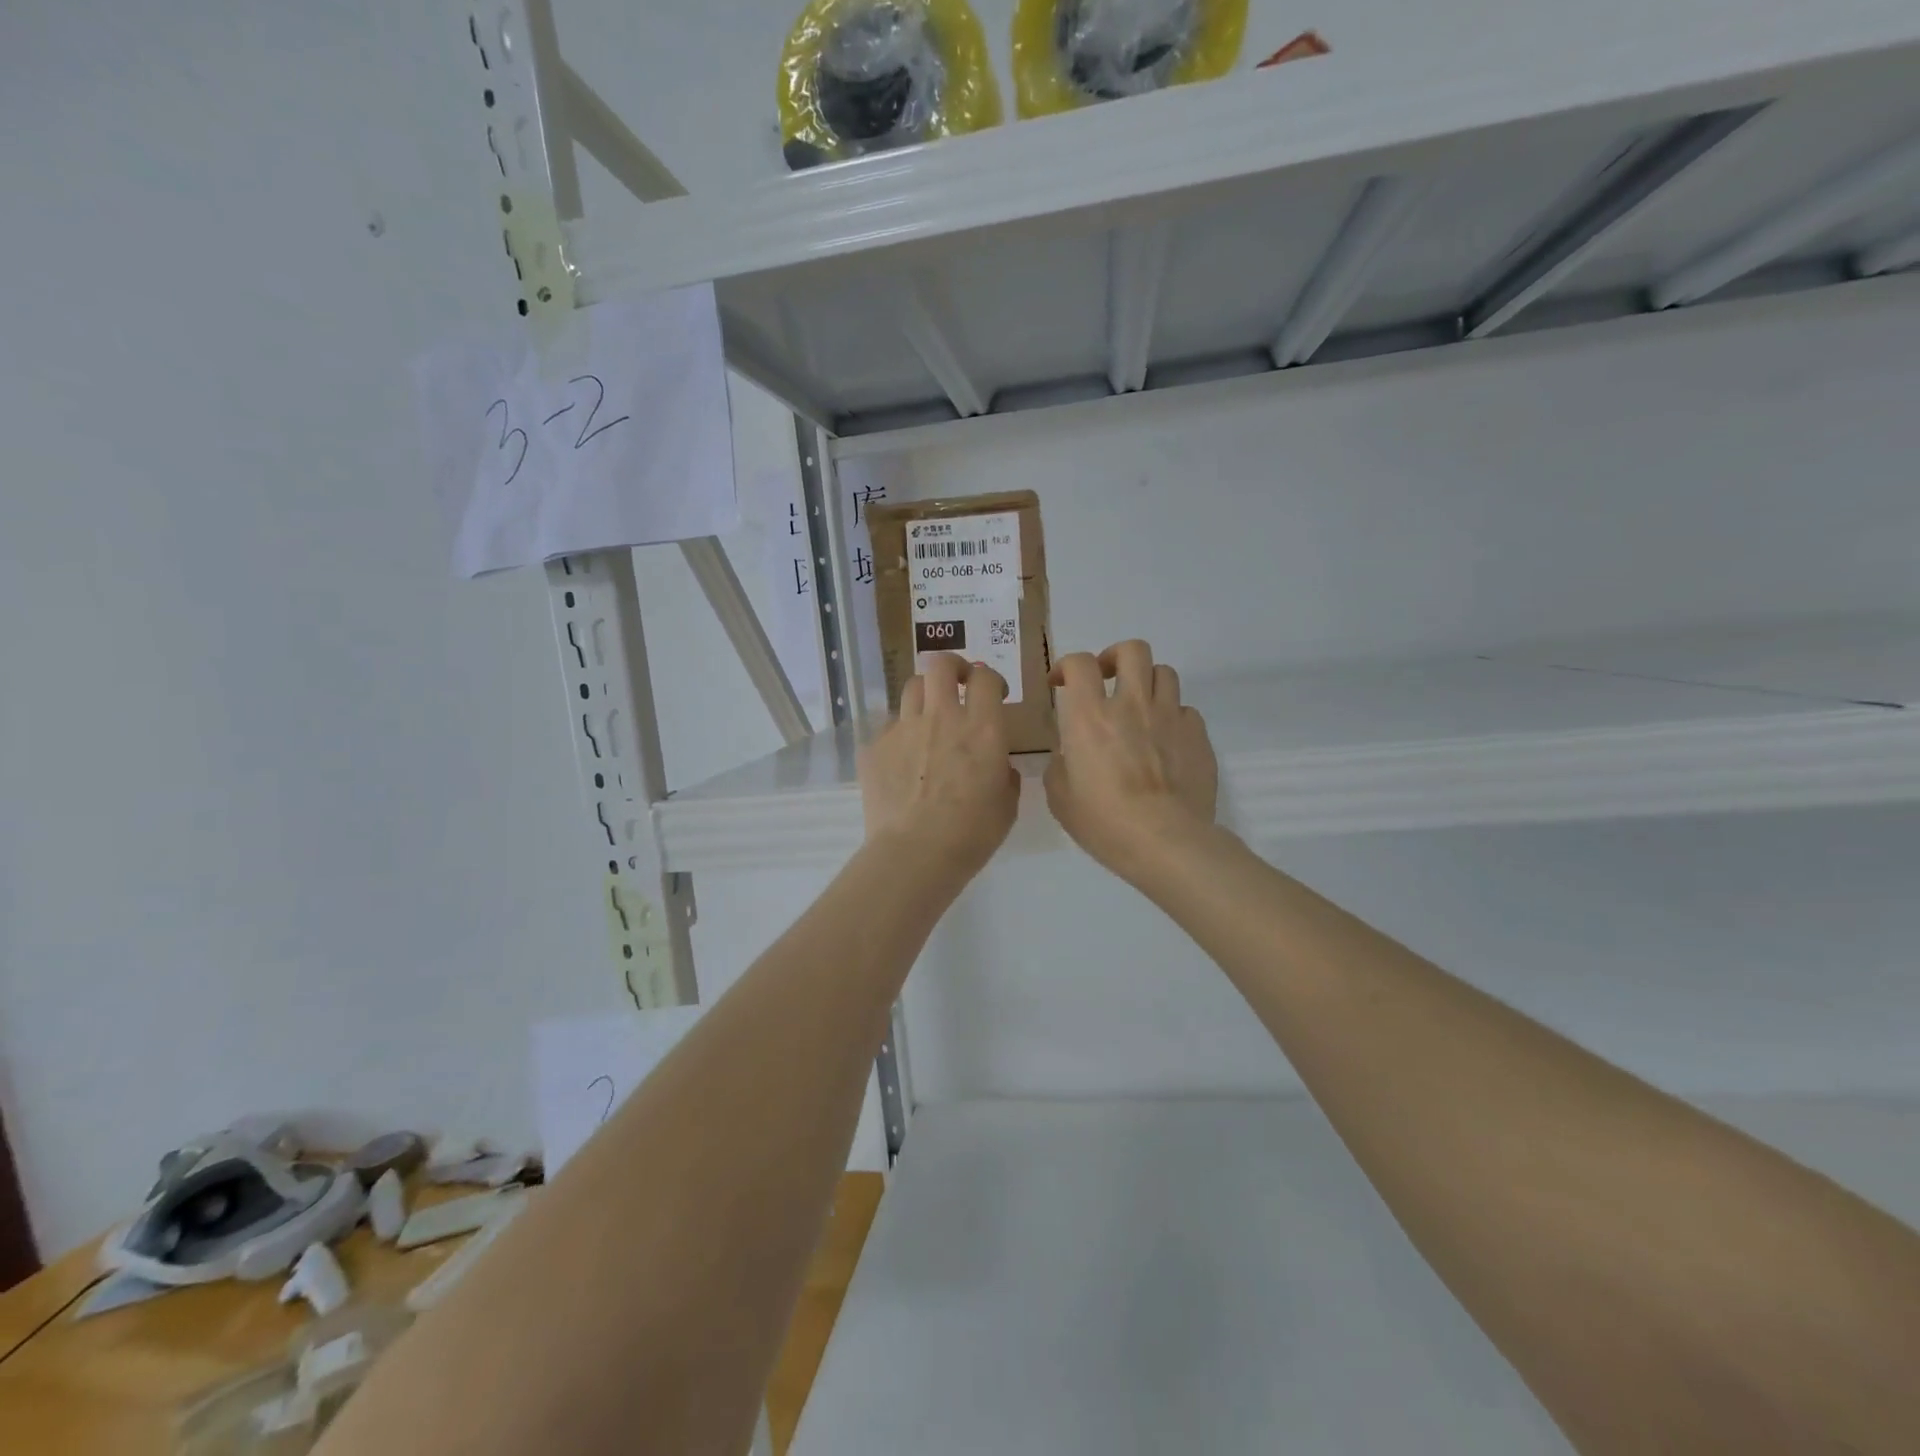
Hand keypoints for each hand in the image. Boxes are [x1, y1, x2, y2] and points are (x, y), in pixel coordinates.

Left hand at [858, 654, 1019, 884]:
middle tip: (958, 683)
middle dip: (952, 666)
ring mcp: (904, 728)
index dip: (990, 679)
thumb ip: (1004, 773)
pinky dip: (901, 735)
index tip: (993, 693)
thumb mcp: (1006, 805)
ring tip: (929, 717)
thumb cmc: (971, 834)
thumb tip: (996, 763)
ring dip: (925, 695)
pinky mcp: (876, 746)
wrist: (915, 853)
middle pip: (941, 664)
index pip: (985, 678)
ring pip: (912, 687)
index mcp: (982, 728)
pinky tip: (904, 761)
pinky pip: (890, 727)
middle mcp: (942, 717)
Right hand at [1044, 640, 1218, 882]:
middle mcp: (1132, 704)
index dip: (1067, 666)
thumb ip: (1060, 767)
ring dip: (1147, 683)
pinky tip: (1166, 741)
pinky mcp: (1199, 736)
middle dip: (1115, 657)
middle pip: (1132, 650)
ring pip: (1165, 672)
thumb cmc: (1104, 822)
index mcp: (1090, 716)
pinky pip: (1187, 710)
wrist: (1166, 841)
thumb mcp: (1061, 798)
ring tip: (1140, 707)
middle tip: (1106, 679)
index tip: (1061, 684)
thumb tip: (1069, 757)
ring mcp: (1170, 717)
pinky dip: (1173, 717)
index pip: (1080, 663)